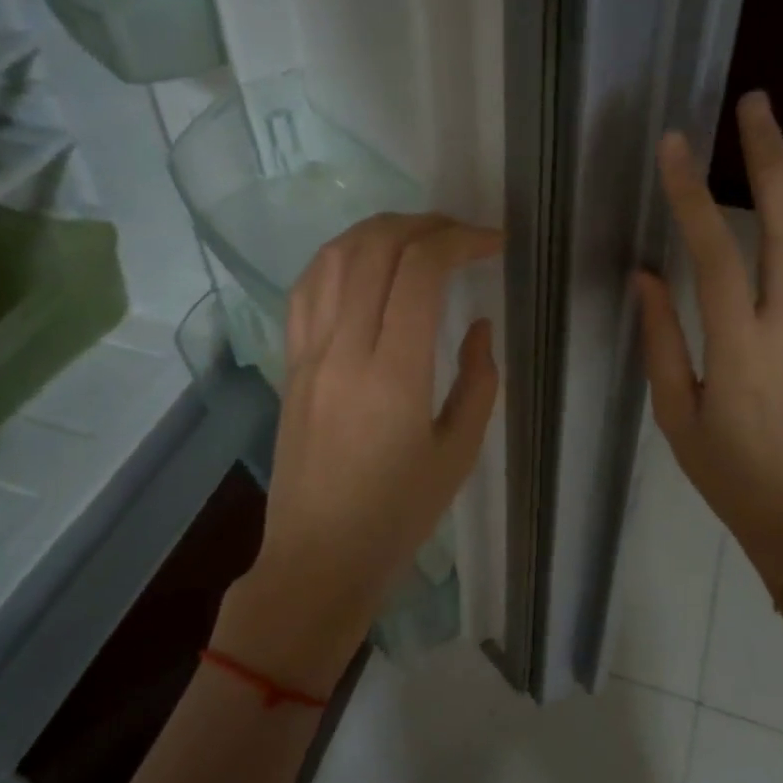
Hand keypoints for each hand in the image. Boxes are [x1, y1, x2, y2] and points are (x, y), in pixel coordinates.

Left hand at [212, 213, 502, 695]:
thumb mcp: (458, 453)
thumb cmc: (397, 515)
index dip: (460, 240)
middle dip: (425, 224)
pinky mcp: (290, 363)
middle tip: (461, 234)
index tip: (492, 243)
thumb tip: (478, 324)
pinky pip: (305, 289)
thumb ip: (478, 381)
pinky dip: (338, 258)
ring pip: (333, 257)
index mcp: (394, 374)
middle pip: (375, 248)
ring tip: (417, 236)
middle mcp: (344, 349)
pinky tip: (364, 264)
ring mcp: (308, 353)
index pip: (419, 270)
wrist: (318, 557)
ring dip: (379, 230)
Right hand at [633, 91, 782, 587]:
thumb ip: (661, 339)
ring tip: (772, 135)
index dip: (693, 196)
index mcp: (741, 351)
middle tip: (753, 105)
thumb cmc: (724, 470)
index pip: (718, 255)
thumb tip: (646, 274)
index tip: (674, 147)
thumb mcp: (674, 413)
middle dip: (773, 156)